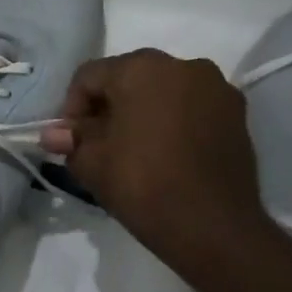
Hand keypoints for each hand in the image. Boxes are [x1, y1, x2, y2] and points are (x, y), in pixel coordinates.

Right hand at [39, 49, 265, 262]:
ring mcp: (216, 88)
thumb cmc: (141, 182)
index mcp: (140, 68)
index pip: (89, 76)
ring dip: (142, 111)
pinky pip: (191, 107)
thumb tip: (54, 134)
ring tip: (132, 147)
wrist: (211, 225)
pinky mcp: (237, 114)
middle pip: (128, 77)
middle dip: (108, 106)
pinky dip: (172, 121)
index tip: (70, 139)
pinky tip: (164, 152)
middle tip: (97, 141)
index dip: (71, 107)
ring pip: (163, 90)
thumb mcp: (89, 161)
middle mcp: (182, 65)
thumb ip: (71, 139)